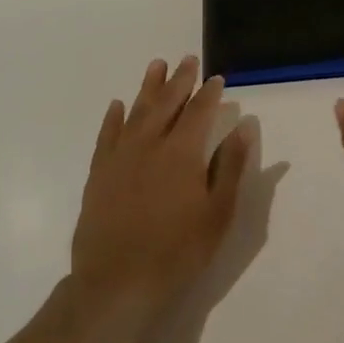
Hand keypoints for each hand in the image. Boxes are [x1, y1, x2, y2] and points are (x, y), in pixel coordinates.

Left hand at [71, 56, 252, 311]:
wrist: (117, 283)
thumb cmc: (177, 251)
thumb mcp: (217, 213)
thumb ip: (231, 166)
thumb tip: (245, 126)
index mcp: (182, 153)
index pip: (199, 113)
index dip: (209, 94)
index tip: (217, 78)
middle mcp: (149, 145)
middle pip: (166, 104)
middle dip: (179, 80)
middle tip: (188, 59)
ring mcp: (120, 157)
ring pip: (136, 112)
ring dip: (148, 87)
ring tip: (156, 65)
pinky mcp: (98, 174)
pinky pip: (107, 136)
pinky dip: (114, 118)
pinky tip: (118, 105)